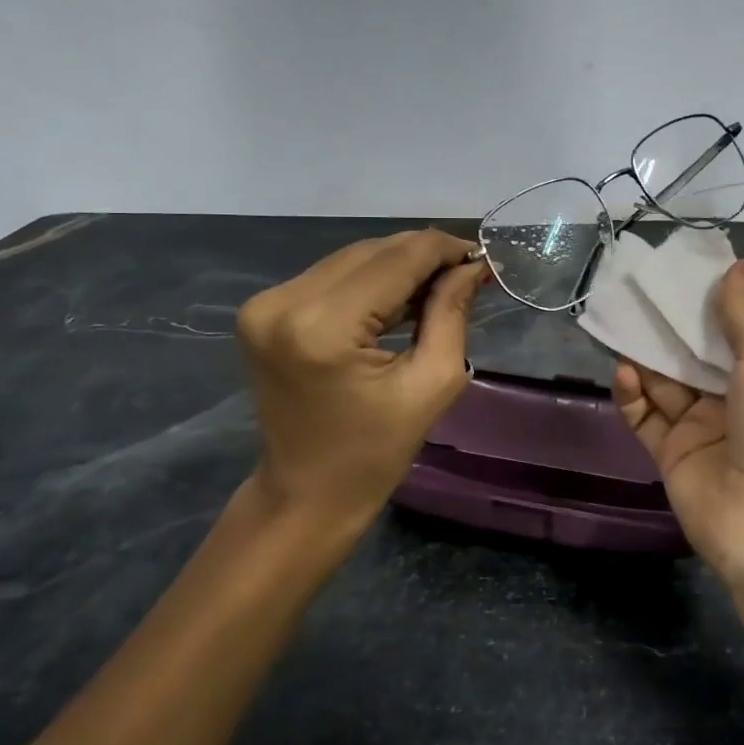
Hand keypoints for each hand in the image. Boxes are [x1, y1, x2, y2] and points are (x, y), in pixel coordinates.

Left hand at [236, 229, 486, 535]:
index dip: (444, 250)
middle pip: (372, 252)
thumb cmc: (374, 453)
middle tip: (465, 274)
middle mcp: (284, 301)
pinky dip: (368, 281)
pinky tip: (398, 299)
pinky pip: (330, 276)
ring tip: (437, 287)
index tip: (481, 257)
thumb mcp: (431, 383)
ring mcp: (265, 303)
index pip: (397, 259)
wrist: (304, 494)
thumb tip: (472, 266)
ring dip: (397, 266)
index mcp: (324, 326)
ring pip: (351, 259)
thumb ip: (450, 313)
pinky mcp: (262, 310)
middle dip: (423, 256)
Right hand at [612, 259, 743, 581]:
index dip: (707, 304)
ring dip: (644, 355)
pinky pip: (644, 415)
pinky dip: (631, 393)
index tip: (680, 273)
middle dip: (667, 326)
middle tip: (637, 292)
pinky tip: (623, 371)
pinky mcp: (668, 453)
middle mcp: (731, 400)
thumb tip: (741, 265)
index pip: (731, 332)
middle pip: (692, 354)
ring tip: (620, 322)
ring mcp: (698, 428)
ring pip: (663, 382)